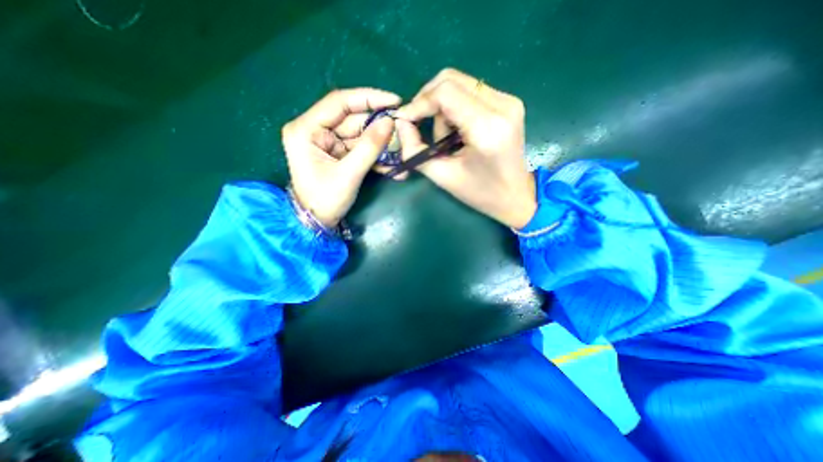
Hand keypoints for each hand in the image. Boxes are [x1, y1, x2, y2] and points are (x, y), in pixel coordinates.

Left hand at [281, 87, 401, 227]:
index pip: (339, 102)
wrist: (317, 222)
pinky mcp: (337, 152)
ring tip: (401, 148)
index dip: (368, 99)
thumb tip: (390, 122)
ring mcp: (327, 142)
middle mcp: (315, 130)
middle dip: (378, 125)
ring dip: (380, 142)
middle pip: (352, 119)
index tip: (394, 101)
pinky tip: (391, 161)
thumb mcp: (349, 174)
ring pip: (359, 134)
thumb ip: (369, 147)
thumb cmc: (325, 200)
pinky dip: (375, 153)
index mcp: (306, 129)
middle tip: (402, 128)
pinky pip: (359, 147)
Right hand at [396, 67, 537, 228]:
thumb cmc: (480, 192)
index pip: (445, 93)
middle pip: (451, 79)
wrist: (516, 195)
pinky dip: (455, 107)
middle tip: (420, 125)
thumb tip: (400, 124)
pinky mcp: (508, 102)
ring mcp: (508, 100)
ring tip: (445, 138)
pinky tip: (456, 130)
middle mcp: (502, 105)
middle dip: (428, 101)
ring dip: (442, 107)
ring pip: (459, 83)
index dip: (419, 103)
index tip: (405, 119)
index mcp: (487, 128)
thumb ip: (415, 150)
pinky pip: (470, 91)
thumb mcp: (443, 176)